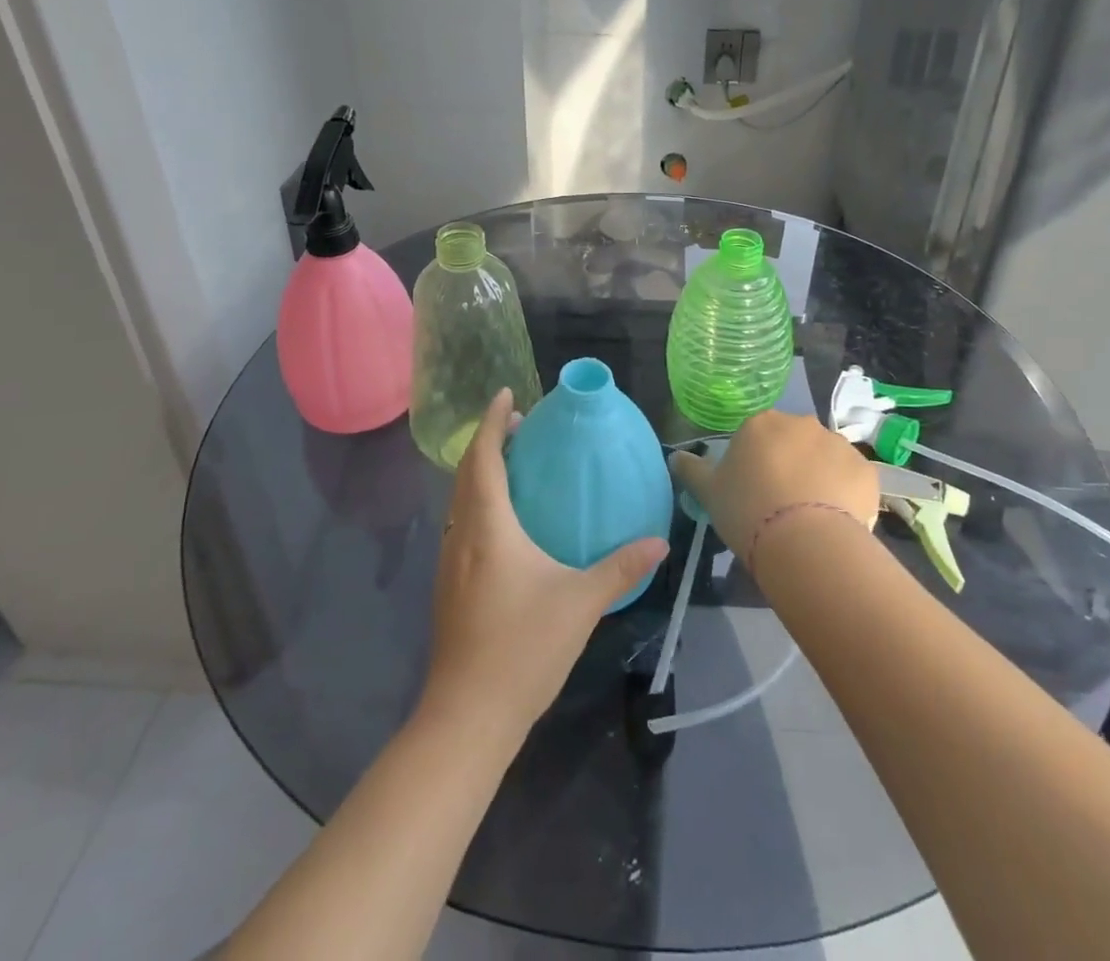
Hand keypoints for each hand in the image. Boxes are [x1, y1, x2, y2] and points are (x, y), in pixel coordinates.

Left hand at [425, 389, 668, 734]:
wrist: (468, 715)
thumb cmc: (523, 648)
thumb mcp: (581, 603)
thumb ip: (621, 567)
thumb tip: (660, 541)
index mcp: (488, 527)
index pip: (484, 457)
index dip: (492, 421)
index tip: (506, 394)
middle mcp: (462, 535)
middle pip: (467, 472)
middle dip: (489, 441)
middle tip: (519, 425)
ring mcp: (449, 562)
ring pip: (459, 499)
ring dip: (481, 471)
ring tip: (513, 464)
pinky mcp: (449, 586)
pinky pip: (460, 523)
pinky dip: (478, 501)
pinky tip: (503, 522)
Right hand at [669, 410, 879, 557]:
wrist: (806, 542)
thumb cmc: (748, 510)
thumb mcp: (708, 492)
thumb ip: (691, 470)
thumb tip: (676, 457)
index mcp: (761, 423)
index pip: (755, 436)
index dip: (753, 463)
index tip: (752, 491)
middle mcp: (801, 423)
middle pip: (792, 442)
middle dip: (788, 464)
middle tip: (780, 504)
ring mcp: (837, 444)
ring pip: (824, 458)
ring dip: (817, 477)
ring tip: (809, 518)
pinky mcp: (866, 470)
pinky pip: (851, 478)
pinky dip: (844, 494)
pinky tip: (834, 521)